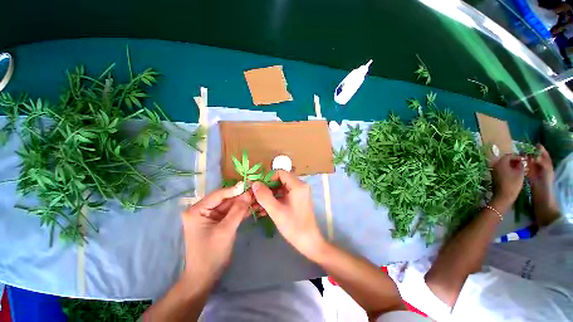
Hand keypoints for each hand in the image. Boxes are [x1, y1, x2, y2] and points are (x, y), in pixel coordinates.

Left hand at [181, 183, 251, 283]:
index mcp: (197, 210)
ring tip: (258, 198)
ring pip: (230, 205)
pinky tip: (254, 207)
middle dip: (242, 197)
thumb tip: (249, 193)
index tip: (251, 184)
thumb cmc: (211, 253)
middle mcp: (203, 210)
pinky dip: (242, 211)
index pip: (219, 194)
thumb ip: (238, 210)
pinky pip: (231, 213)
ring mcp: (211, 216)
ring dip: (244, 203)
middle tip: (257, 192)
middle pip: (226, 199)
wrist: (205, 277)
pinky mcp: (218, 222)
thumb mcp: (226, 230)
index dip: (235, 189)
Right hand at [251, 170, 324, 260]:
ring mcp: (300, 192)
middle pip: (280, 179)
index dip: (267, 178)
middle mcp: (300, 185)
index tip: (258, 187)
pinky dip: (275, 198)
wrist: (309, 241)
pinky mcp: (298, 199)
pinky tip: (265, 208)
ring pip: (281, 187)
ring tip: (257, 203)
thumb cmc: (293, 226)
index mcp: (297, 185)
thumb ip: (264, 196)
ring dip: (270, 194)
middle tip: (255, 195)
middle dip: (267, 187)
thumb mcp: (276, 211)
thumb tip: (255, 183)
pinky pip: (284, 194)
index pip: (280, 172)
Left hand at [491, 153, 524, 209]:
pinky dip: (508, 169)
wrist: (504, 195)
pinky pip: (501, 169)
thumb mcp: (520, 173)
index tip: (523, 160)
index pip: (508, 155)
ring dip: (511, 165)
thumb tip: (521, 161)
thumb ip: (520, 165)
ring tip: (520, 168)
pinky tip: (514, 173)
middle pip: (505, 160)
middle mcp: (495, 165)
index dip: (517, 156)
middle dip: (514, 160)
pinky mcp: (494, 176)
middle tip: (522, 163)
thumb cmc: (513, 184)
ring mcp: (494, 171)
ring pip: (503, 165)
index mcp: (501, 163)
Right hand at [526, 144, 558, 225]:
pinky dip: (523, 169)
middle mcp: (542, 172)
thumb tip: (536, 155)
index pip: (545, 157)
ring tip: (519, 157)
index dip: (541, 150)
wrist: (544, 208)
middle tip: (523, 149)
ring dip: (526, 161)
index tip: (535, 144)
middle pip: (538, 161)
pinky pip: (526, 173)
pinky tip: (517, 168)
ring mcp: (536, 178)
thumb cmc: (546, 192)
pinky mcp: (530, 184)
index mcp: (547, 170)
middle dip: (532, 154)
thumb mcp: (546, 177)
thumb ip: (543, 166)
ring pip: (531, 166)